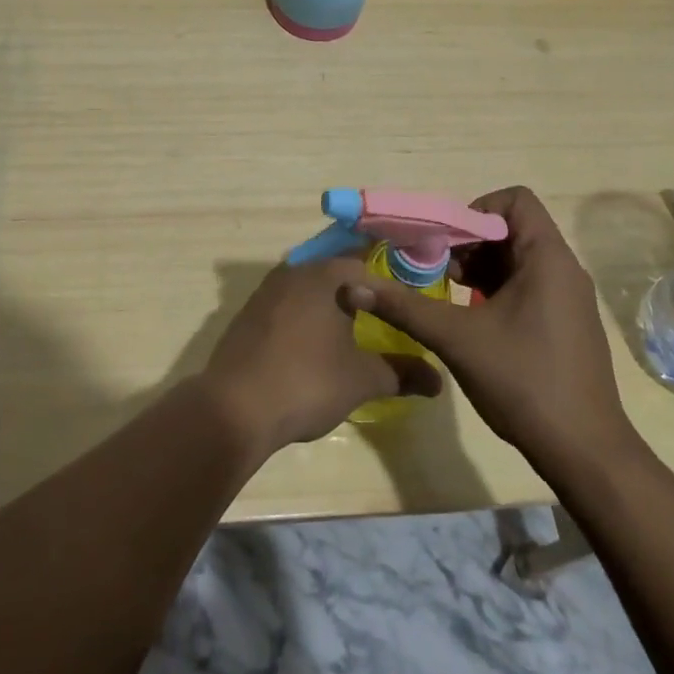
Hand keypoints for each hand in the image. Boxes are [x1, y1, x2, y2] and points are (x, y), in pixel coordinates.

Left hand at [200, 257, 441, 455]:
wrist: (236, 407)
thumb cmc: (307, 381)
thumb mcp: (362, 379)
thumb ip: (400, 373)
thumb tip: (437, 380)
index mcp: (325, 276)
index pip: (367, 266)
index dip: (390, 286)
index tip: (408, 305)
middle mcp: (294, 272)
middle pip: (335, 274)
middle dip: (359, 293)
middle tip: (384, 317)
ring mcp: (266, 291)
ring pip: (309, 289)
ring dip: (330, 305)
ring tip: (352, 330)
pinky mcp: (248, 314)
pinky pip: (286, 306)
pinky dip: (304, 318)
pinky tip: (313, 344)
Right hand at [342, 186, 636, 469]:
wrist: (585, 453)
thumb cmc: (523, 382)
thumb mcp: (456, 338)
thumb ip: (403, 306)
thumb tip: (351, 285)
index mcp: (548, 259)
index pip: (515, 199)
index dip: (476, 209)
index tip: (447, 241)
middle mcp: (564, 270)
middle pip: (512, 228)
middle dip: (469, 241)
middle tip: (437, 268)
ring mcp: (568, 299)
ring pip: (517, 259)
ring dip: (479, 267)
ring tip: (447, 293)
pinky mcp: (565, 323)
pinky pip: (527, 285)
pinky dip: (495, 289)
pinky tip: (470, 318)